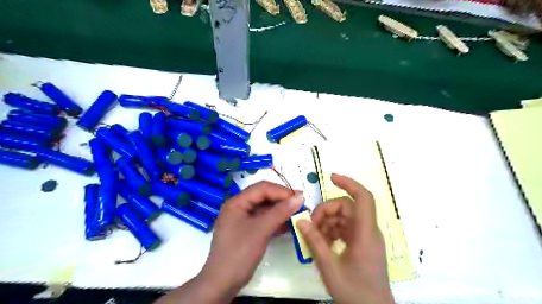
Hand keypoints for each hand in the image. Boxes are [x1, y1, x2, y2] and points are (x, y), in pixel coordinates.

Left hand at [156, 182, 302, 302]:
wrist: (223, 283)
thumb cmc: (239, 252)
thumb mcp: (261, 230)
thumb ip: (280, 212)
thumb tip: (300, 197)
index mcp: (237, 202)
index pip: (262, 188)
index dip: (281, 191)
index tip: (299, 197)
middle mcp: (239, 207)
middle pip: (263, 197)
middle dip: (282, 200)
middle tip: (301, 204)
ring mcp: (242, 219)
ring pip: (265, 209)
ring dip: (281, 211)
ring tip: (298, 214)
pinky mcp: (247, 230)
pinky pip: (263, 220)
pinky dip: (276, 221)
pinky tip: (289, 225)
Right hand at [296, 174, 393, 303]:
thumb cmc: (355, 293)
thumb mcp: (330, 267)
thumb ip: (315, 241)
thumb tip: (301, 220)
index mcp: (366, 234)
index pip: (363, 198)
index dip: (349, 183)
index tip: (331, 177)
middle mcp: (368, 231)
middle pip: (346, 207)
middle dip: (326, 212)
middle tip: (310, 226)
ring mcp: (365, 237)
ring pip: (344, 217)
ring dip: (327, 223)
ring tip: (314, 238)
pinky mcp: (361, 243)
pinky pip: (345, 228)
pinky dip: (332, 231)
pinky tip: (322, 242)